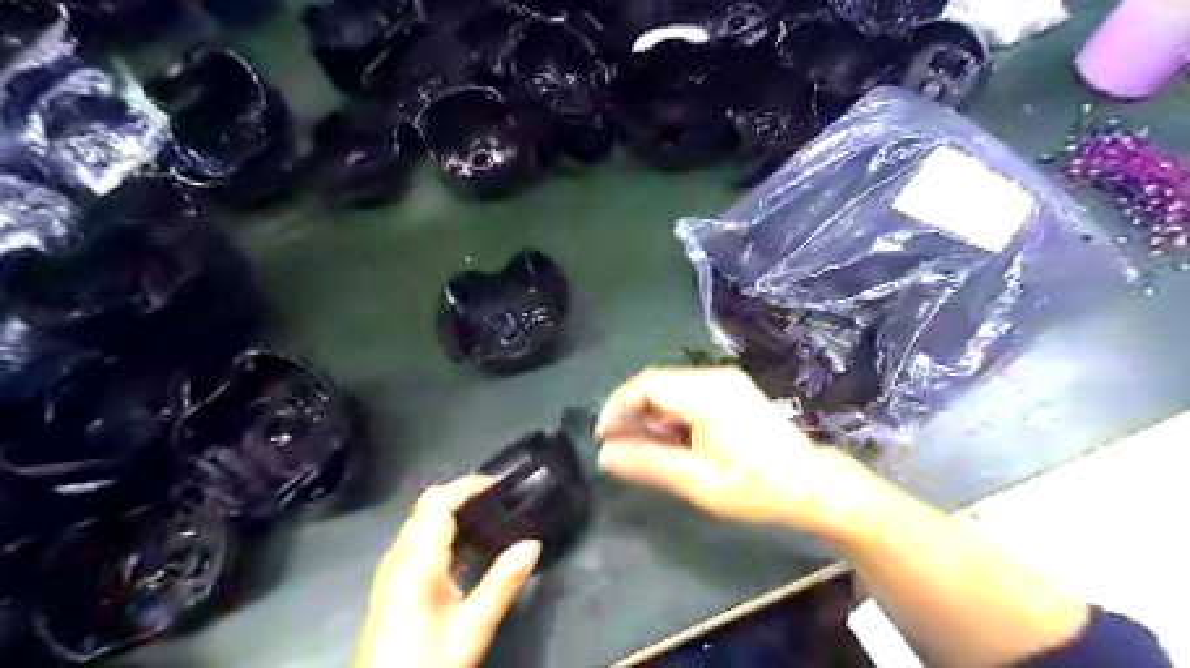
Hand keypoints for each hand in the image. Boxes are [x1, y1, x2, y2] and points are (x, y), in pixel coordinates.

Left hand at [350, 475, 541, 666]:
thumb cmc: (426, 662)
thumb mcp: (472, 627)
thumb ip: (503, 582)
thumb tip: (533, 544)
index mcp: (416, 559)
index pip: (438, 501)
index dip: (469, 484)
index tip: (502, 483)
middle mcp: (398, 556)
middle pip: (428, 506)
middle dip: (463, 494)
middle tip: (501, 499)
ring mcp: (392, 570)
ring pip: (421, 522)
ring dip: (454, 512)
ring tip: (492, 518)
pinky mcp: (393, 584)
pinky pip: (418, 541)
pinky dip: (444, 531)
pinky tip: (468, 549)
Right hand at [595, 365, 882, 542]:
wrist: (814, 486)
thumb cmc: (754, 486)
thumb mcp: (695, 480)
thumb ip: (646, 463)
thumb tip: (604, 455)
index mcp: (705, 392)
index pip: (645, 384)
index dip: (616, 406)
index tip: (601, 437)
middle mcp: (715, 376)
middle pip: (658, 383)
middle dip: (632, 412)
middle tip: (618, 447)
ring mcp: (727, 382)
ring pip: (673, 389)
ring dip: (652, 415)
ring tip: (644, 449)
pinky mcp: (735, 392)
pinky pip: (691, 395)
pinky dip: (673, 415)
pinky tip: (672, 441)